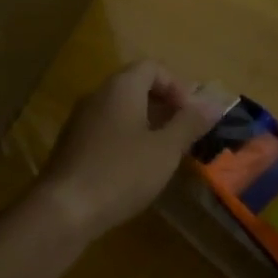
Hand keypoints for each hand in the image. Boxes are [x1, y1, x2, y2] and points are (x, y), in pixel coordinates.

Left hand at [38, 60, 221, 239]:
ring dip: (146, 123)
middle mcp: (98, 95)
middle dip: (164, 105)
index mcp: (121, 87)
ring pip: (121, 109)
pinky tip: (137, 169)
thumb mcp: (165, 149)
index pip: (153, 67)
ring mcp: (81, 120)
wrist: (63, 210)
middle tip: (184, 133)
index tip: (191, 115)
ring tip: (165, 152)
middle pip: (136, 85)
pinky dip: (127, 139)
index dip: (177, 86)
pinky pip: (106, 129)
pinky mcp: (72, 145)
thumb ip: (190, 123)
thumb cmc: (121, 172)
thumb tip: (214, 103)